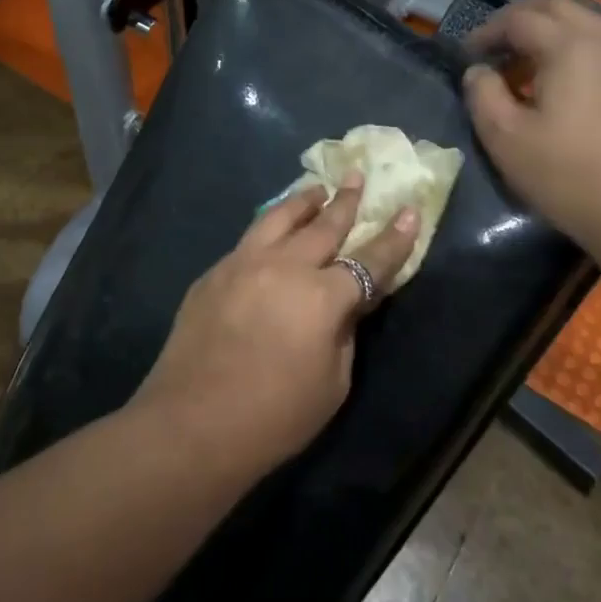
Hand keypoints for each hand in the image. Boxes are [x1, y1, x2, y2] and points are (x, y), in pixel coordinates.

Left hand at [133, 175, 417, 478]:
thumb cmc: (274, 417)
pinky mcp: (214, 273)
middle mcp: (284, 266)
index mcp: (322, 296)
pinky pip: (248, 240)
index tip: (409, 210)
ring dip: (303, 201)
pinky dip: (269, 228)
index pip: (369, 260)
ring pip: (279, 218)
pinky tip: (271, 232)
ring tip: (317, 189)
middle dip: (346, 200)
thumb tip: (348, 301)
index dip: (394, 237)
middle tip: (357, 176)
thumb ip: (345, 331)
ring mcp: (243, 263)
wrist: (192, 425)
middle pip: (324, 225)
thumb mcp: (332, 383)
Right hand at [462, 0, 600, 272]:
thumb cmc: (568, 175)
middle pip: (555, 7)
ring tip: (520, 65)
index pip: (519, 18)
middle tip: (491, 47)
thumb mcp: (505, 138)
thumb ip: (482, 94)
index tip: (465, 56)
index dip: (486, 32)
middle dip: (517, 20)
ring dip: (546, 33)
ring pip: (581, 23)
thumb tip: (477, 71)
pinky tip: (555, 85)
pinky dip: (569, 49)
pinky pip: (598, 46)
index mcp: (568, 45)